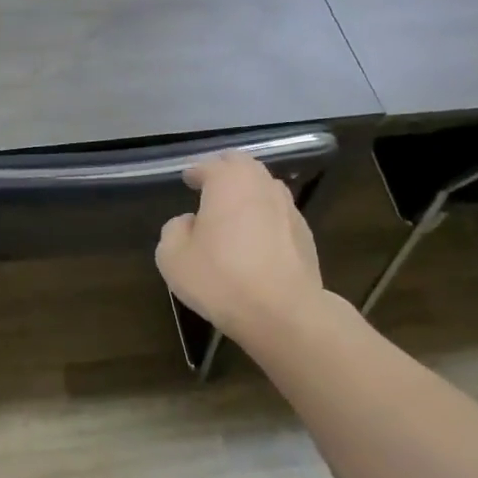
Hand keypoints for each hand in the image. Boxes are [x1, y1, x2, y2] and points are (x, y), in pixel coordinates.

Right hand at [157, 153, 323, 342]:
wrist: (282, 312)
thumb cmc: (220, 278)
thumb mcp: (172, 257)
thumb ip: (174, 230)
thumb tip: (189, 222)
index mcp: (229, 182)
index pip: (209, 165)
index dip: (195, 171)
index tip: (187, 179)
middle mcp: (262, 186)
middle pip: (243, 166)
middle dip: (225, 170)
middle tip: (210, 184)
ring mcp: (289, 209)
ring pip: (265, 188)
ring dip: (248, 192)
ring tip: (234, 209)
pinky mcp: (305, 235)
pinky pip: (279, 215)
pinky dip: (264, 217)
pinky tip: (255, 238)